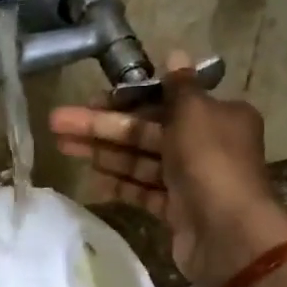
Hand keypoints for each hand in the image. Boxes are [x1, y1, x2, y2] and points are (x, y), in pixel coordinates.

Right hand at [49, 52, 286, 286]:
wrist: (227, 234)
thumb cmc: (210, 162)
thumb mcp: (194, 112)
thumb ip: (178, 86)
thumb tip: (175, 53)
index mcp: (217, 116)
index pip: (164, 101)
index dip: (125, 100)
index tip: (91, 101)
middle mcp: (206, 145)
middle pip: (146, 131)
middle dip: (102, 127)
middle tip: (58, 123)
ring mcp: (191, 181)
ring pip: (141, 162)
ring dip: (103, 153)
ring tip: (62, 147)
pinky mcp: (177, 211)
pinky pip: (144, 192)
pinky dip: (120, 184)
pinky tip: (90, 179)